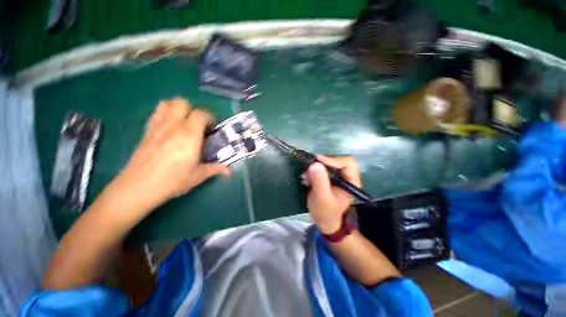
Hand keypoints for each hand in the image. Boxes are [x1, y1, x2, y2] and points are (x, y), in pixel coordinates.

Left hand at [110, 98, 229, 209]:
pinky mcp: (146, 131)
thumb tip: (229, 171)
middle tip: (198, 125)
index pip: (201, 114)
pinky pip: (156, 113)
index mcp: (189, 136)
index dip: (209, 118)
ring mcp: (157, 126)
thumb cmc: (173, 180)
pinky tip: (170, 127)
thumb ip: (215, 169)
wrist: (138, 187)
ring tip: (184, 122)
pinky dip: (165, 113)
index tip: (211, 129)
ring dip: (178, 108)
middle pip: (183, 103)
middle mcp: (173, 126)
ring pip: (167, 103)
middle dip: (193, 110)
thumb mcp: (198, 175)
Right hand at [302, 156, 360, 233]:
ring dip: (314, 168)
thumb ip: (320, 181)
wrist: (324, 221)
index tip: (317, 161)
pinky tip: (306, 179)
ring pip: (327, 164)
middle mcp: (346, 176)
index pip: (348, 163)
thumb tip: (315, 164)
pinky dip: (312, 171)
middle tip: (308, 169)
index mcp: (352, 182)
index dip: (333, 159)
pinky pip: (321, 168)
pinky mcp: (328, 177)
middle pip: (336, 160)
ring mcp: (337, 176)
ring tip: (305, 176)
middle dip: (321, 163)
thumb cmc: (326, 212)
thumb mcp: (322, 198)